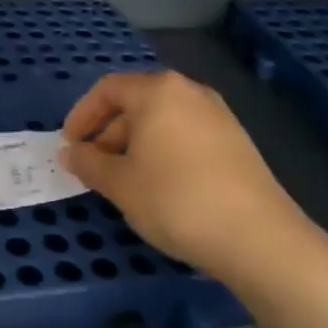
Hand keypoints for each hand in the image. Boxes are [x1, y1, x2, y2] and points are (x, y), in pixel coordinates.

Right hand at [59, 71, 309, 279]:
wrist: (258, 238)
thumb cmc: (176, 200)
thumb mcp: (120, 183)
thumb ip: (88, 163)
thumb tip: (69, 152)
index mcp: (158, 91)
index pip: (107, 89)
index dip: (82, 116)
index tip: (70, 146)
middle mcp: (189, 92)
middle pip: (136, 102)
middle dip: (108, 133)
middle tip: (94, 168)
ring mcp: (217, 115)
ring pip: (162, 120)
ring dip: (134, 145)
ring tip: (124, 182)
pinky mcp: (236, 141)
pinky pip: (185, 135)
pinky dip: (163, 152)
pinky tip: (160, 188)